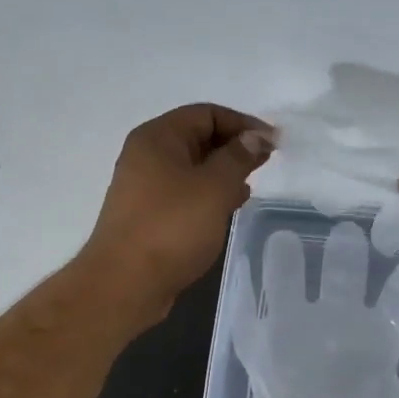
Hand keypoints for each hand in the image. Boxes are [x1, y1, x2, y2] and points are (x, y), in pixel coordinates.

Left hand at [80, 103, 273, 326]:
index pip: (206, 114)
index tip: (273, 142)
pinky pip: (185, 192)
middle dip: (234, 147)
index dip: (243, 123)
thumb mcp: (214, 187)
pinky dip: (209, 193)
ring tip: (252, 185)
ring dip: (224, 172)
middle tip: (267, 162)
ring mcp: (145, 186)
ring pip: (193, 167)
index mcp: (158, 138)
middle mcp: (147, 155)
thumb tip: (255, 136)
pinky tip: (229, 207)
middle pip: (198, 138)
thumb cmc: (171, 227)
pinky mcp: (149, 214)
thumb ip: (238, 157)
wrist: (125, 284)